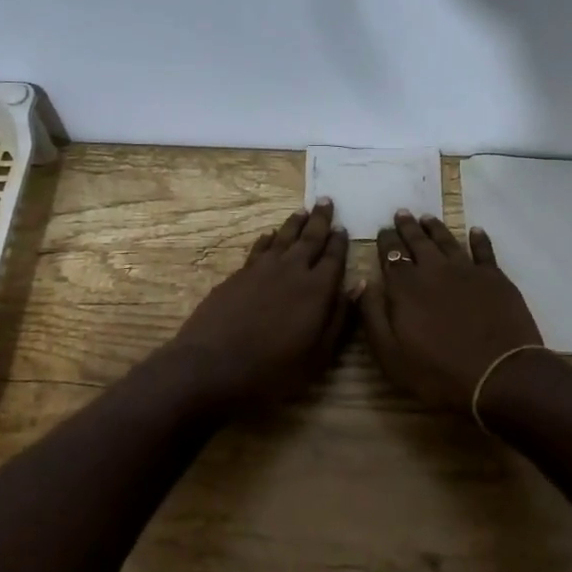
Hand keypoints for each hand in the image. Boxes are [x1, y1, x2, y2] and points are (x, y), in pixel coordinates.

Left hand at [163, 199, 353, 409]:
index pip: (333, 257)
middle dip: (320, 220)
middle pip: (309, 238)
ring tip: (302, 211)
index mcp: (317, 289)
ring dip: (294, 223)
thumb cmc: (273, 369)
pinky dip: (268, 238)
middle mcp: (292, 270)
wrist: (212, 365)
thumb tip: (358, 285)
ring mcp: (262, 269)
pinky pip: (259, 248)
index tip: (343, 228)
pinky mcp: (238, 274)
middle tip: (325, 201)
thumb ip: (339, 317)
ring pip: (283, 237)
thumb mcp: (318, 355)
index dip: (339, 242)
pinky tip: (270, 235)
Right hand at [360, 210, 542, 412]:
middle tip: (402, 213)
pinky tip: (475, 230)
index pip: (392, 255)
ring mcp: (467, 271)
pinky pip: (484, 250)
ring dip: (435, 227)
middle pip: (418, 242)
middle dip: (407, 227)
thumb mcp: (390, 354)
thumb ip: (372, 316)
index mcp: (405, 287)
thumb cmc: (438, 372)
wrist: (498, 375)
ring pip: (447, 240)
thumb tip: (362, 283)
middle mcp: (434, 270)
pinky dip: (478, 239)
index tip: (382, 230)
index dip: (386, 241)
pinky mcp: (495, 278)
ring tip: (427, 217)